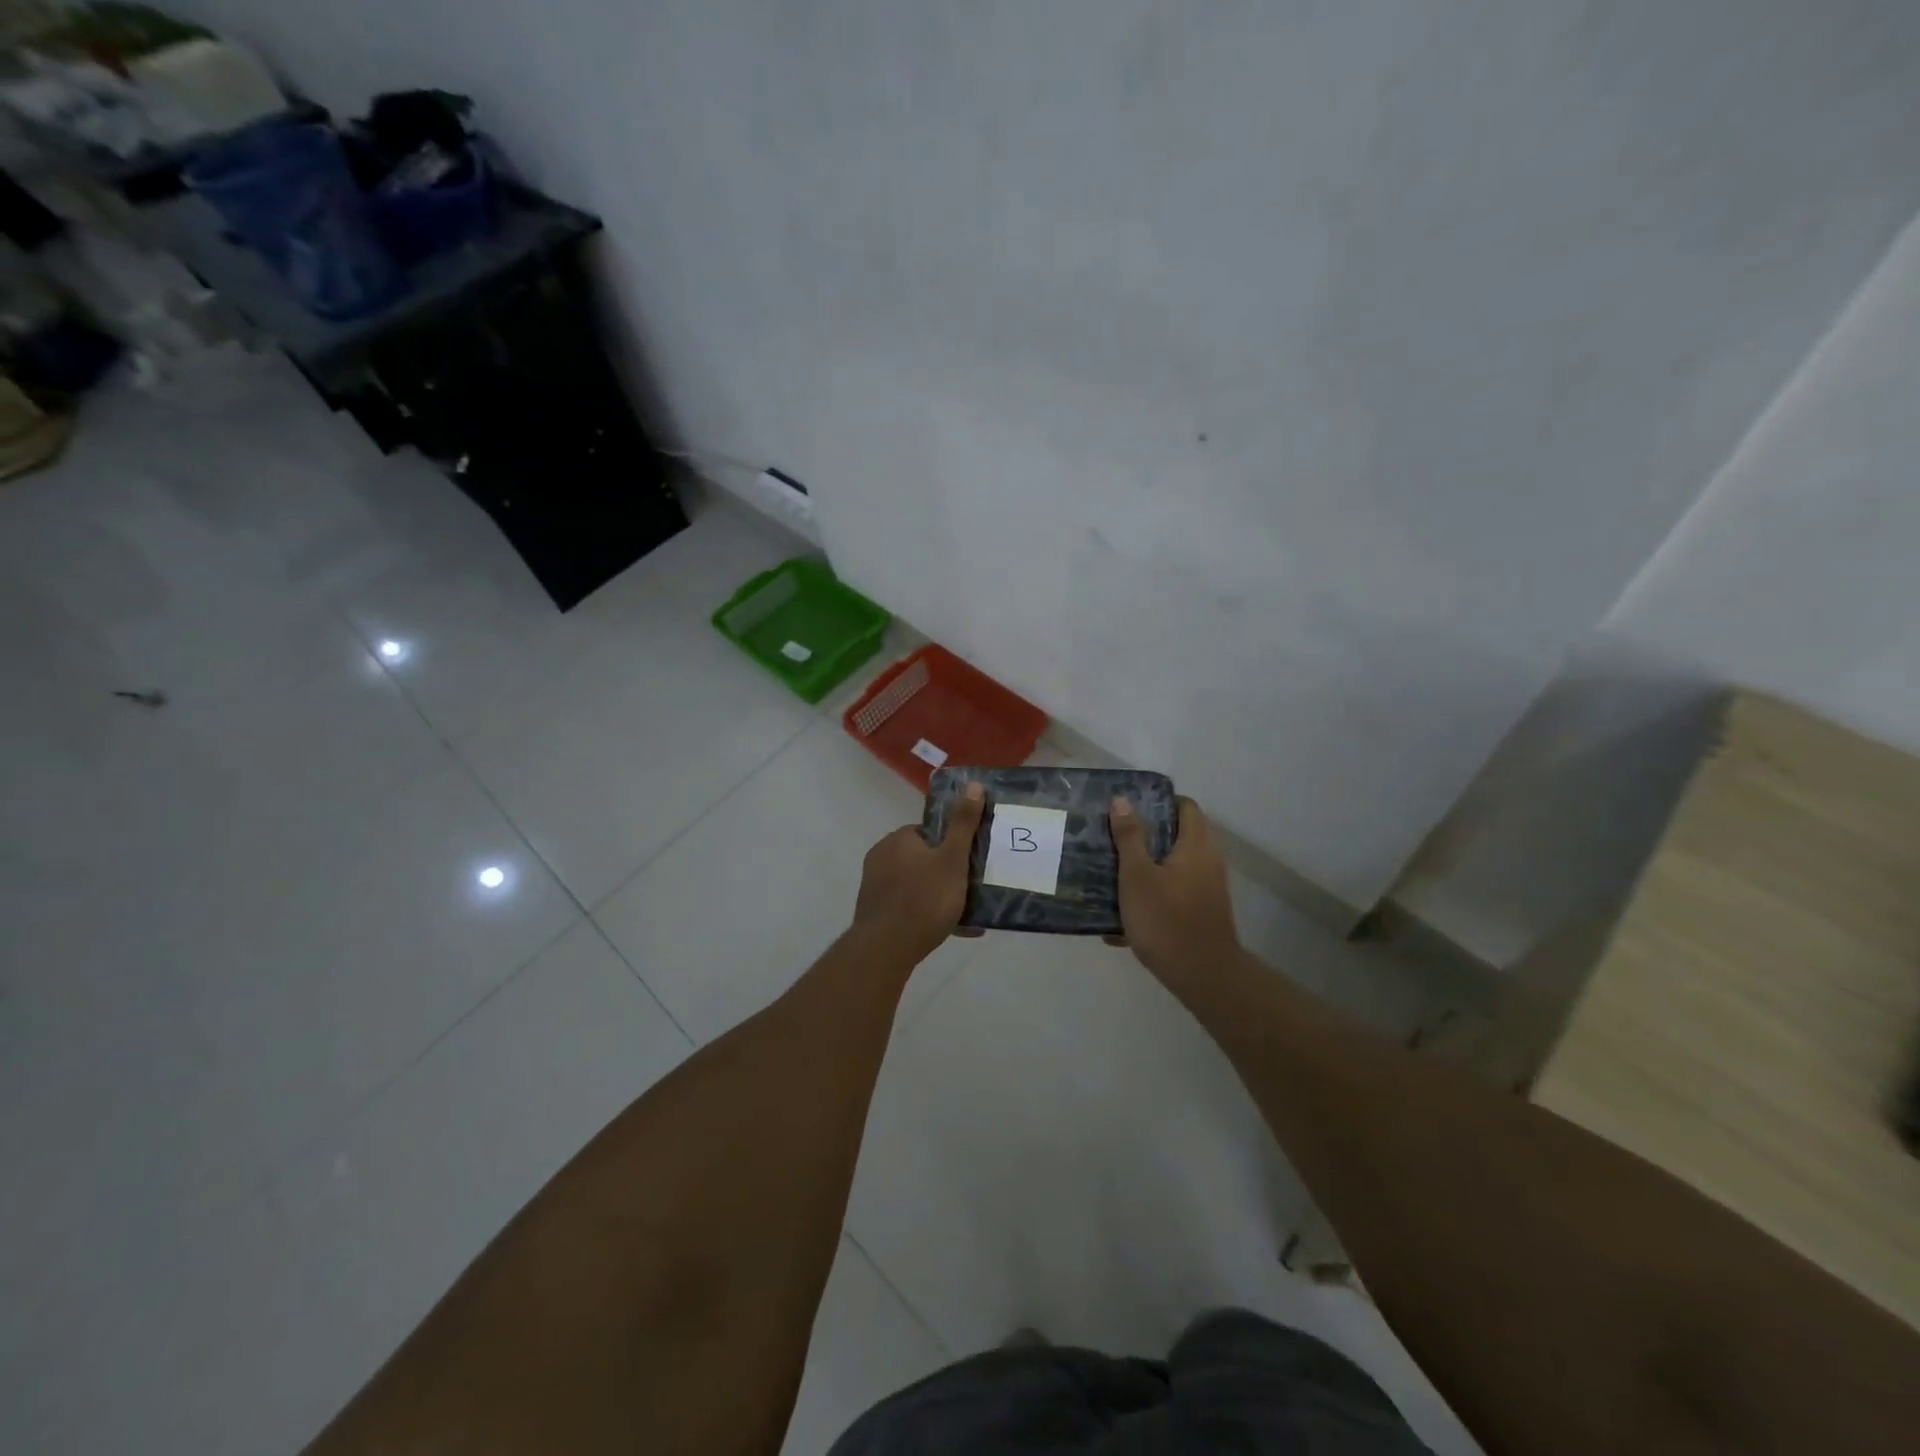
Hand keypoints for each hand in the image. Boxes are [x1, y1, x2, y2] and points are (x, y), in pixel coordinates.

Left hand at [851, 781, 986, 963]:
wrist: (886, 949)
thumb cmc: (923, 899)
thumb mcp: (952, 859)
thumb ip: (963, 823)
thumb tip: (974, 784)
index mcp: (898, 839)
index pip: (929, 832)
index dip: (951, 845)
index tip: (969, 862)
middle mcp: (881, 856)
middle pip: (923, 858)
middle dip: (946, 872)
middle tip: (970, 888)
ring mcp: (874, 885)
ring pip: (916, 883)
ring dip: (939, 895)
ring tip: (966, 913)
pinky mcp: (874, 911)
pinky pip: (907, 905)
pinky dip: (926, 913)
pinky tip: (950, 929)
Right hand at [1109, 795, 1240, 991]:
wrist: (1202, 977)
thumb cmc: (1166, 918)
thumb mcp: (1137, 875)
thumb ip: (1129, 837)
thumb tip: (1122, 800)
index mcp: (1196, 846)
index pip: (1185, 806)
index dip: (1158, 801)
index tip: (1128, 807)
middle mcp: (1208, 862)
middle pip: (1176, 837)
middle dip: (1143, 837)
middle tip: (1110, 838)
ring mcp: (1207, 891)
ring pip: (1171, 868)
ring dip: (1143, 869)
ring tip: (1109, 873)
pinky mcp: (1200, 915)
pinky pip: (1172, 895)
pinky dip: (1150, 898)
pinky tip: (1120, 917)